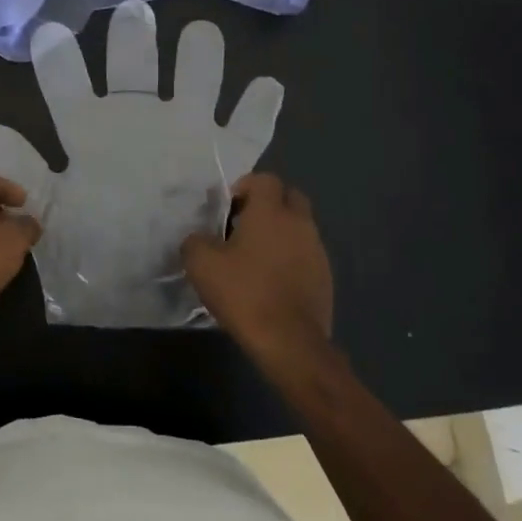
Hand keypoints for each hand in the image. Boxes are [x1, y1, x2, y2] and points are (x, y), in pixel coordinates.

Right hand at [181, 173, 332, 357]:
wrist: (289, 341)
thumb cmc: (244, 293)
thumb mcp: (201, 264)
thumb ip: (195, 241)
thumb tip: (200, 239)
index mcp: (271, 211)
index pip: (265, 179)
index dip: (245, 187)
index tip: (228, 209)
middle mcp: (300, 223)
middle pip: (289, 197)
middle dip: (268, 205)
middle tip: (243, 226)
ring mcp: (317, 250)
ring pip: (299, 227)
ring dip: (280, 233)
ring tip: (256, 258)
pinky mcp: (326, 277)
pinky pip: (306, 254)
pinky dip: (291, 258)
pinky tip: (272, 281)